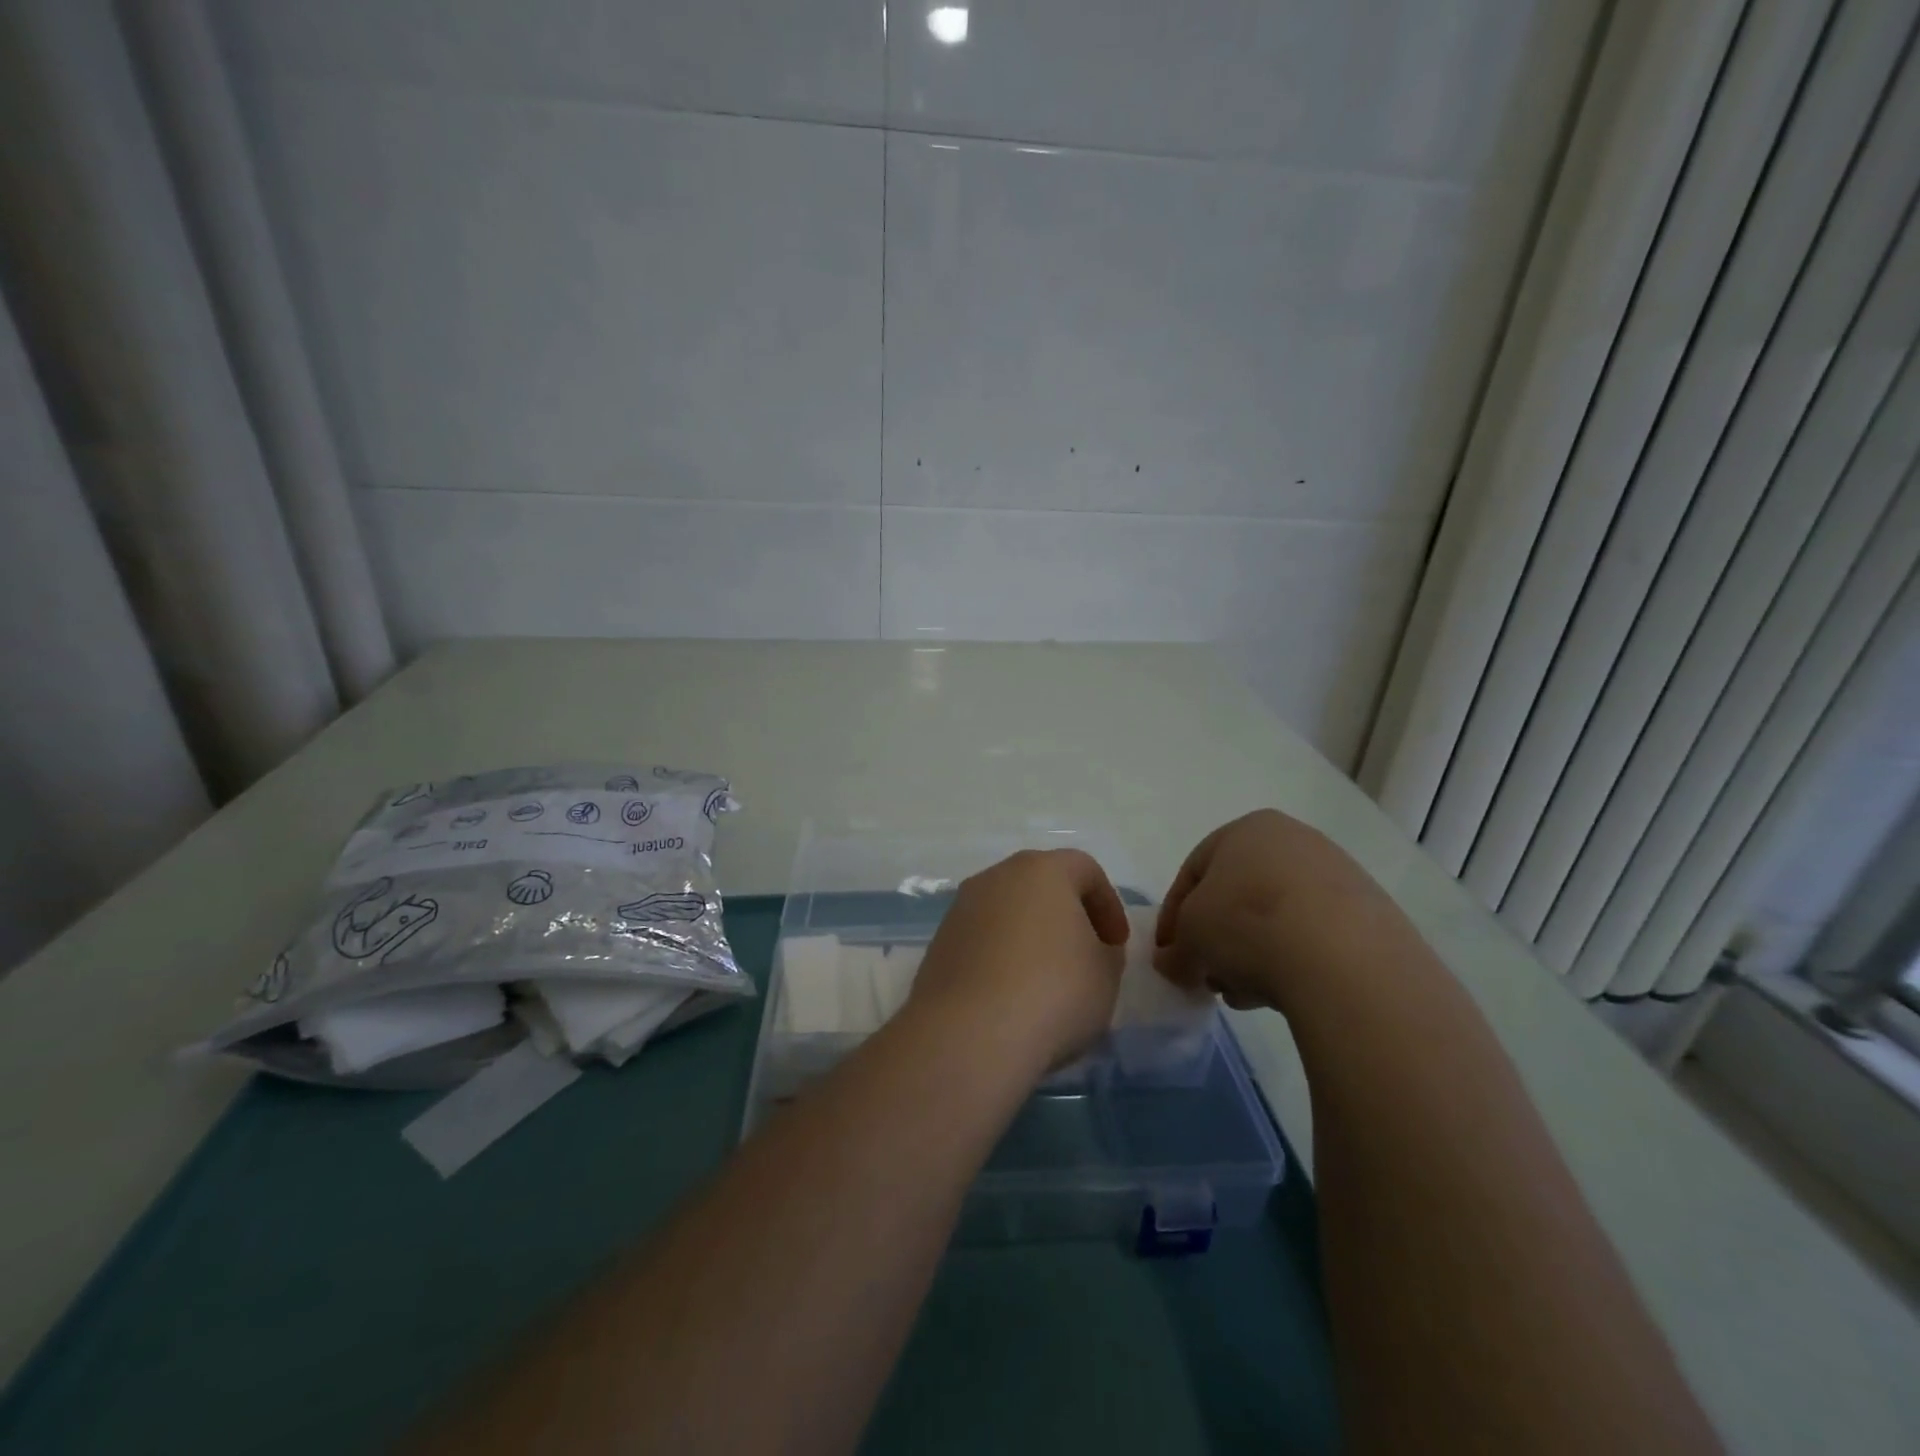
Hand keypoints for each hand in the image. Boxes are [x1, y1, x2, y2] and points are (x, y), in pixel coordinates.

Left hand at [906, 849, 1129, 1075]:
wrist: (969, 1033)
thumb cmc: (1053, 991)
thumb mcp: (1106, 974)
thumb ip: (1106, 951)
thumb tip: (1091, 946)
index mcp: (1042, 869)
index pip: (1085, 869)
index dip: (1108, 905)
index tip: (1117, 945)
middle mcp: (997, 877)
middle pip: (1041, 885)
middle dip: (1066, 915)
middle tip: (1084, 956)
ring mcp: (961, 908)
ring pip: (1007, 911)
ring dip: (1030, 936)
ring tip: (1046, 981)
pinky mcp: (940, 942)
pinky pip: (982, 940)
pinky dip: (1000, 957)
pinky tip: (1011, 995)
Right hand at [1154, 810, 1417, 1013]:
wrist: (1345, 960)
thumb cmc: (1247, 925)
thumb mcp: (1189, 940)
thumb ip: (1174, 951)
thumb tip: (1174, 964)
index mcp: (1248, 829)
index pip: (1194, 872)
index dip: (1173, 916)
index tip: (1169, 955)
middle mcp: (1295, 840)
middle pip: (1238, 895)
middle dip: (1217, 938)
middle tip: (1207, 975)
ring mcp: (1339, 876)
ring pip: (1276, 918)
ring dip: (1252, 954)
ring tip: (1244, 994)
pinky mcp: (1372, 916)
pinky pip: (1315, 938)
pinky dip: (1293, 961)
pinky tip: (1284, 993)